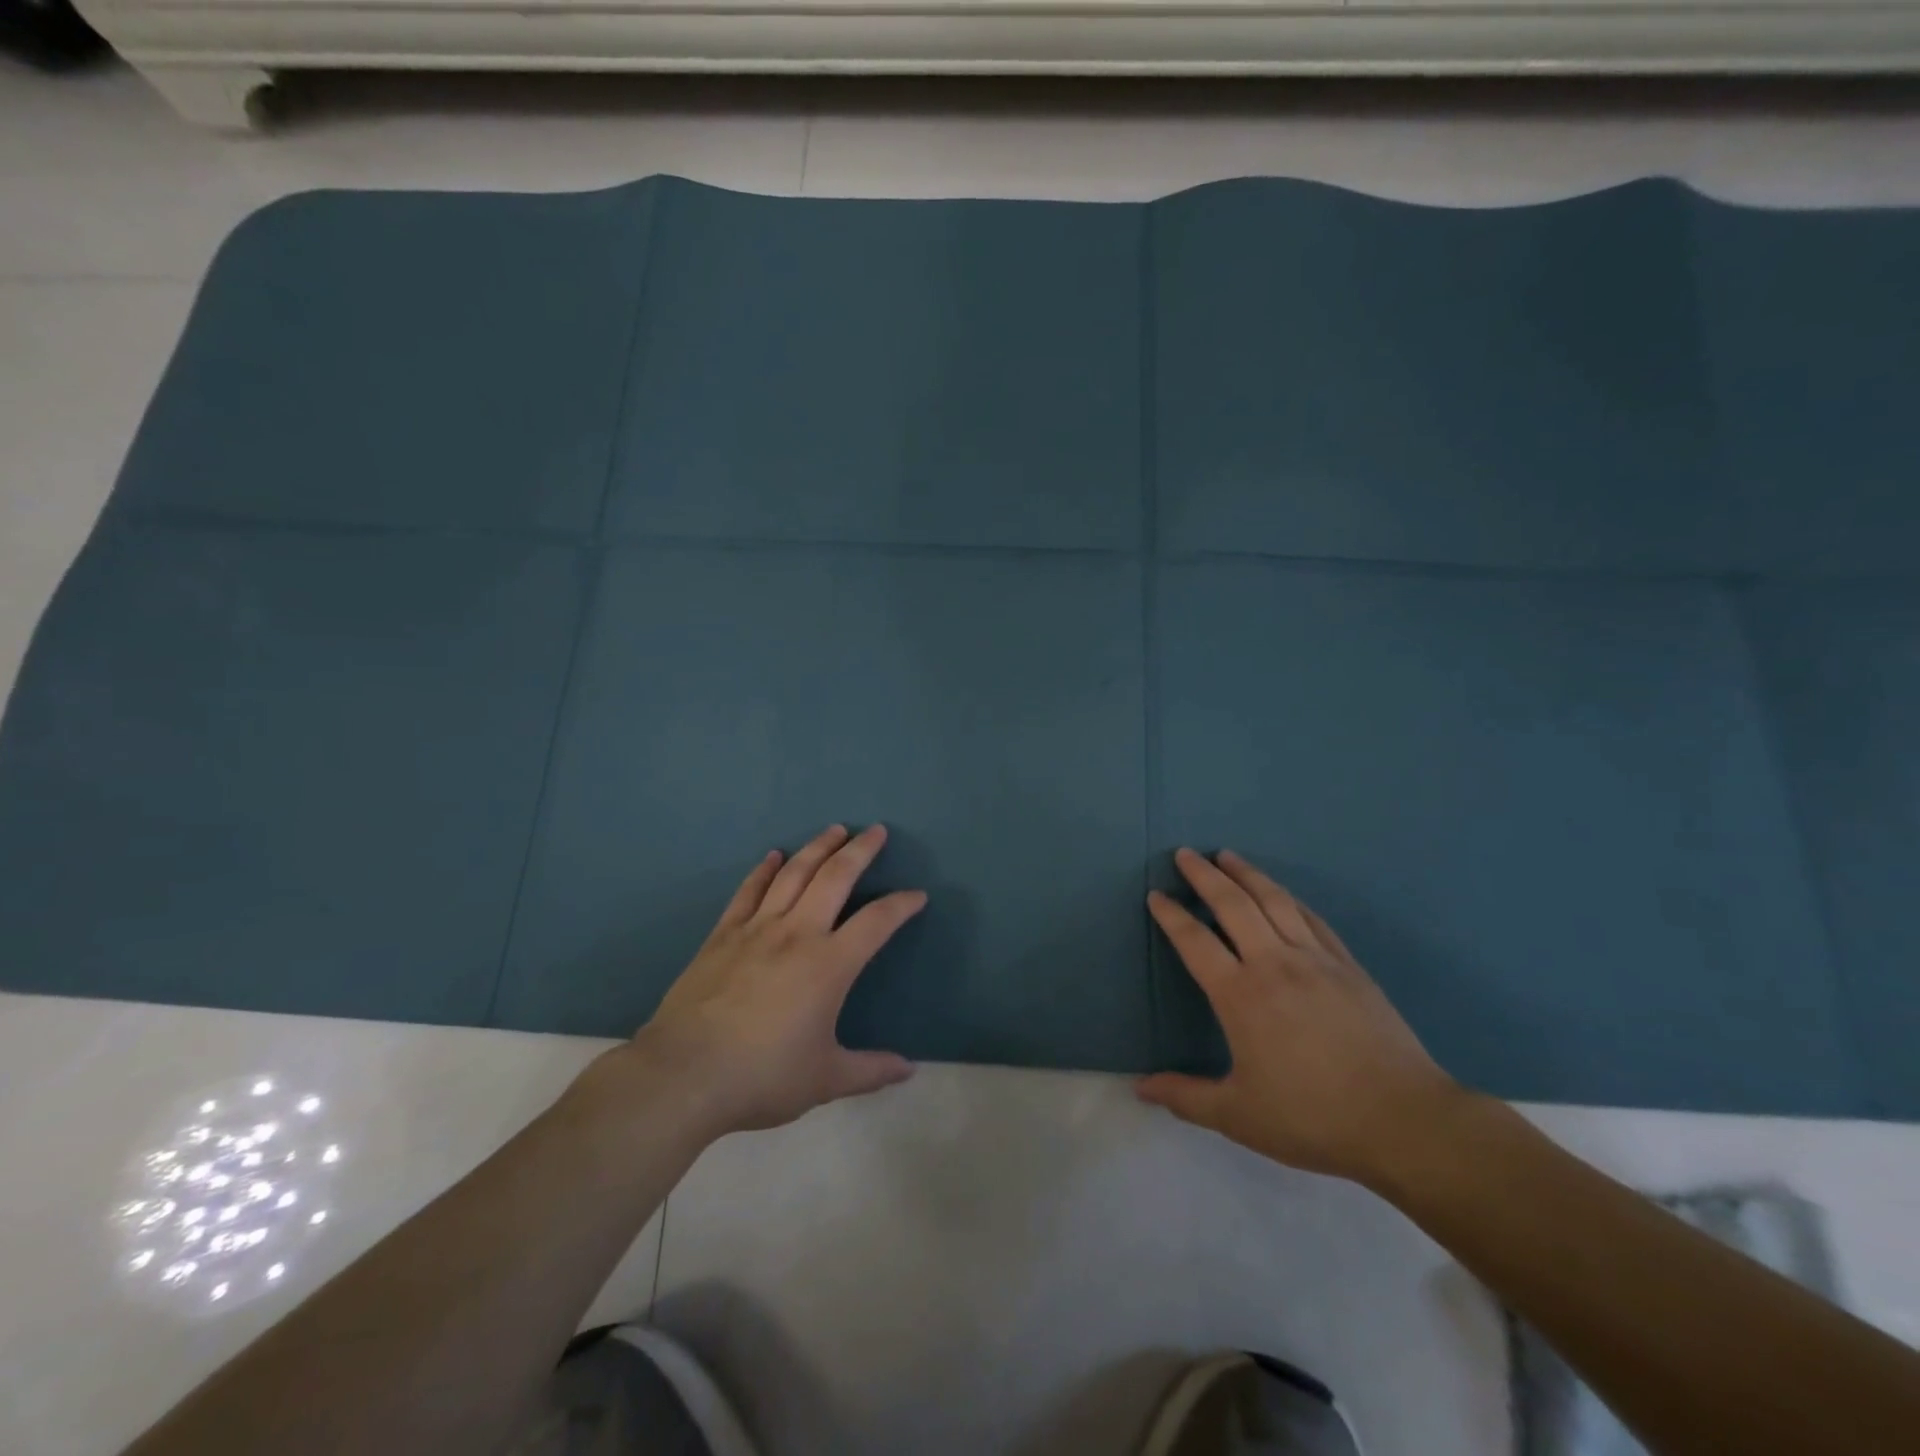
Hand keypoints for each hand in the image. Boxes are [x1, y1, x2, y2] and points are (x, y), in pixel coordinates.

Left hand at [621, 824, 925, 1136]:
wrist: (683, 1075)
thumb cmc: (762, 1076)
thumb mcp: (825, 1079)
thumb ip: (870, 1070)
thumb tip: (909, 1070)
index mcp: (829, 964)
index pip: (877, 921)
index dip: (902, 905)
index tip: (917, 895)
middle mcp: (797, 934)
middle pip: (835, 877)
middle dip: (860, 850)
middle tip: (875, 830)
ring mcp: (756, 929)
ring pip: (793, 874)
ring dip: (817, 847)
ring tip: (834, 830)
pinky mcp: (722, 935)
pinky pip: (749, 891)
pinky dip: (764, 870)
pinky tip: (773, 856)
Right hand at [1138, 848, 1461, 1184]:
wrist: (1403, 1120)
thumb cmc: (1312, 1117)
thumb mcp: (1238, 1116)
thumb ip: (1185, 1097)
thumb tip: (1139, 1088)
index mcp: (1240, 995)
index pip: (1195, 941)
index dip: (1171, 915)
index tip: (1156, 895)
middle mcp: (1274, 964)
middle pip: (1233, 904)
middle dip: (1205, 875)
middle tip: (1186, 853)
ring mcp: (1315, 960)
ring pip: (1275, 901)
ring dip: (1247, 873)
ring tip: (1227, 855)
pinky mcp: (1348, 966)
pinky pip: (1312, 919)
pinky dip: (1289, 898)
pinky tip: (1282, 893)